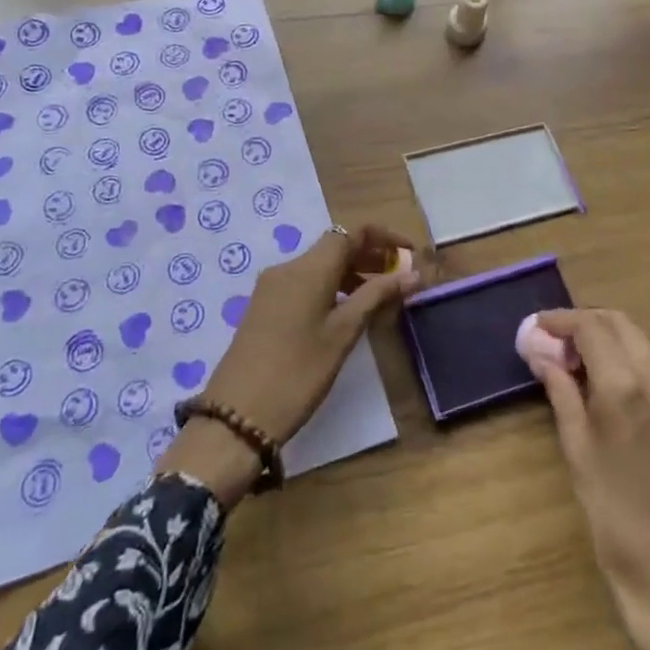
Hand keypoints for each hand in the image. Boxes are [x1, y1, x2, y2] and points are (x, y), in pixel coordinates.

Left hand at [158, 225, 419, 503]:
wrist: (236, 416)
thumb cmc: (298, 372)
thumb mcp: (343, 334)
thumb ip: (377, 297)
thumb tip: (412, 274)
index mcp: (309, 269)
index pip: (351, 233)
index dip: (384, 237)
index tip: (410, 253)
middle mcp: (287, 268)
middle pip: (334, 246)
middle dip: (369, 255)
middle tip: (400, 277)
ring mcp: (271, 287)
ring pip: (319, 265)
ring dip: (351, 272)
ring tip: (378, 298)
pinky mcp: (264, 306)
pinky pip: (304, 282)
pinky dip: (331, 286)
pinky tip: (345, 312)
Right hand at [532, 309, 649, 649]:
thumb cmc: (616, 519)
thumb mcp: (578, 451)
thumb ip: (561, 392)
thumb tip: (540, 351)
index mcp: (628, 386)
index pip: (592, 327)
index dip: (561, 321)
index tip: (536, 327)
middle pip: (621, 324)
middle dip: (586, 324)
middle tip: (555, 341)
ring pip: (642, 344)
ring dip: (609, 341)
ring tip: (577, 364)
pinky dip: (631, 363)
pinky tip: (611, 389)